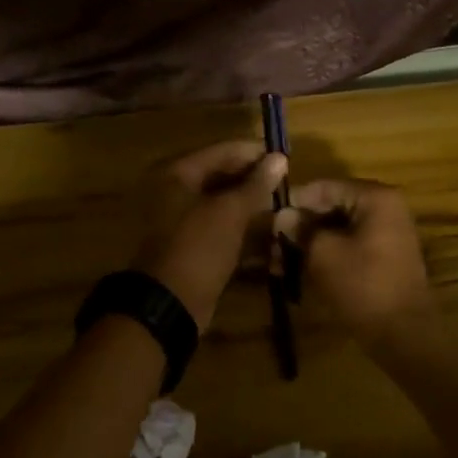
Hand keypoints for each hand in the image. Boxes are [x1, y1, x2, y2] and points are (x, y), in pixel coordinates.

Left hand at [132, 140, 287, 327]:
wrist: (169, 306)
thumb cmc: (197, 248)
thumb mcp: (229, 213)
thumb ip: (256, 185)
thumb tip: (279, 158)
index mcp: (176, 174)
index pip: (222, 151)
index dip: (254, 153)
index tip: (287, 159)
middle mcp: (175, 192)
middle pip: (222, 178)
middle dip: (255, 182)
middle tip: (288, 186)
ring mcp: (182, 222)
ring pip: (224, 207)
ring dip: (253, 209)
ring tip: (286, 210)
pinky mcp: (192, 248)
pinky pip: (222, 231)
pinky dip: (244, 233)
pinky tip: (273, 237)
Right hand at [277, 179, 437, 349]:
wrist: (405, 335)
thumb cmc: (363, 287)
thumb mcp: (323, 254)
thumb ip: (300, 229)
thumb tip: (281, 216)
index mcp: (375, 197)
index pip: (322, 187)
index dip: (291, 203)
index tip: (265, 220)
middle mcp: (384, 208)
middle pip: (329, 207)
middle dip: (298, 227)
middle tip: (268, 247)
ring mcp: (386, 233)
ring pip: (335, 229)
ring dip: (307, 244)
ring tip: (277, 265)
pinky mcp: (382, 257)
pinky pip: (347, 246)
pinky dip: (324, 255)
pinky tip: (296, 272)